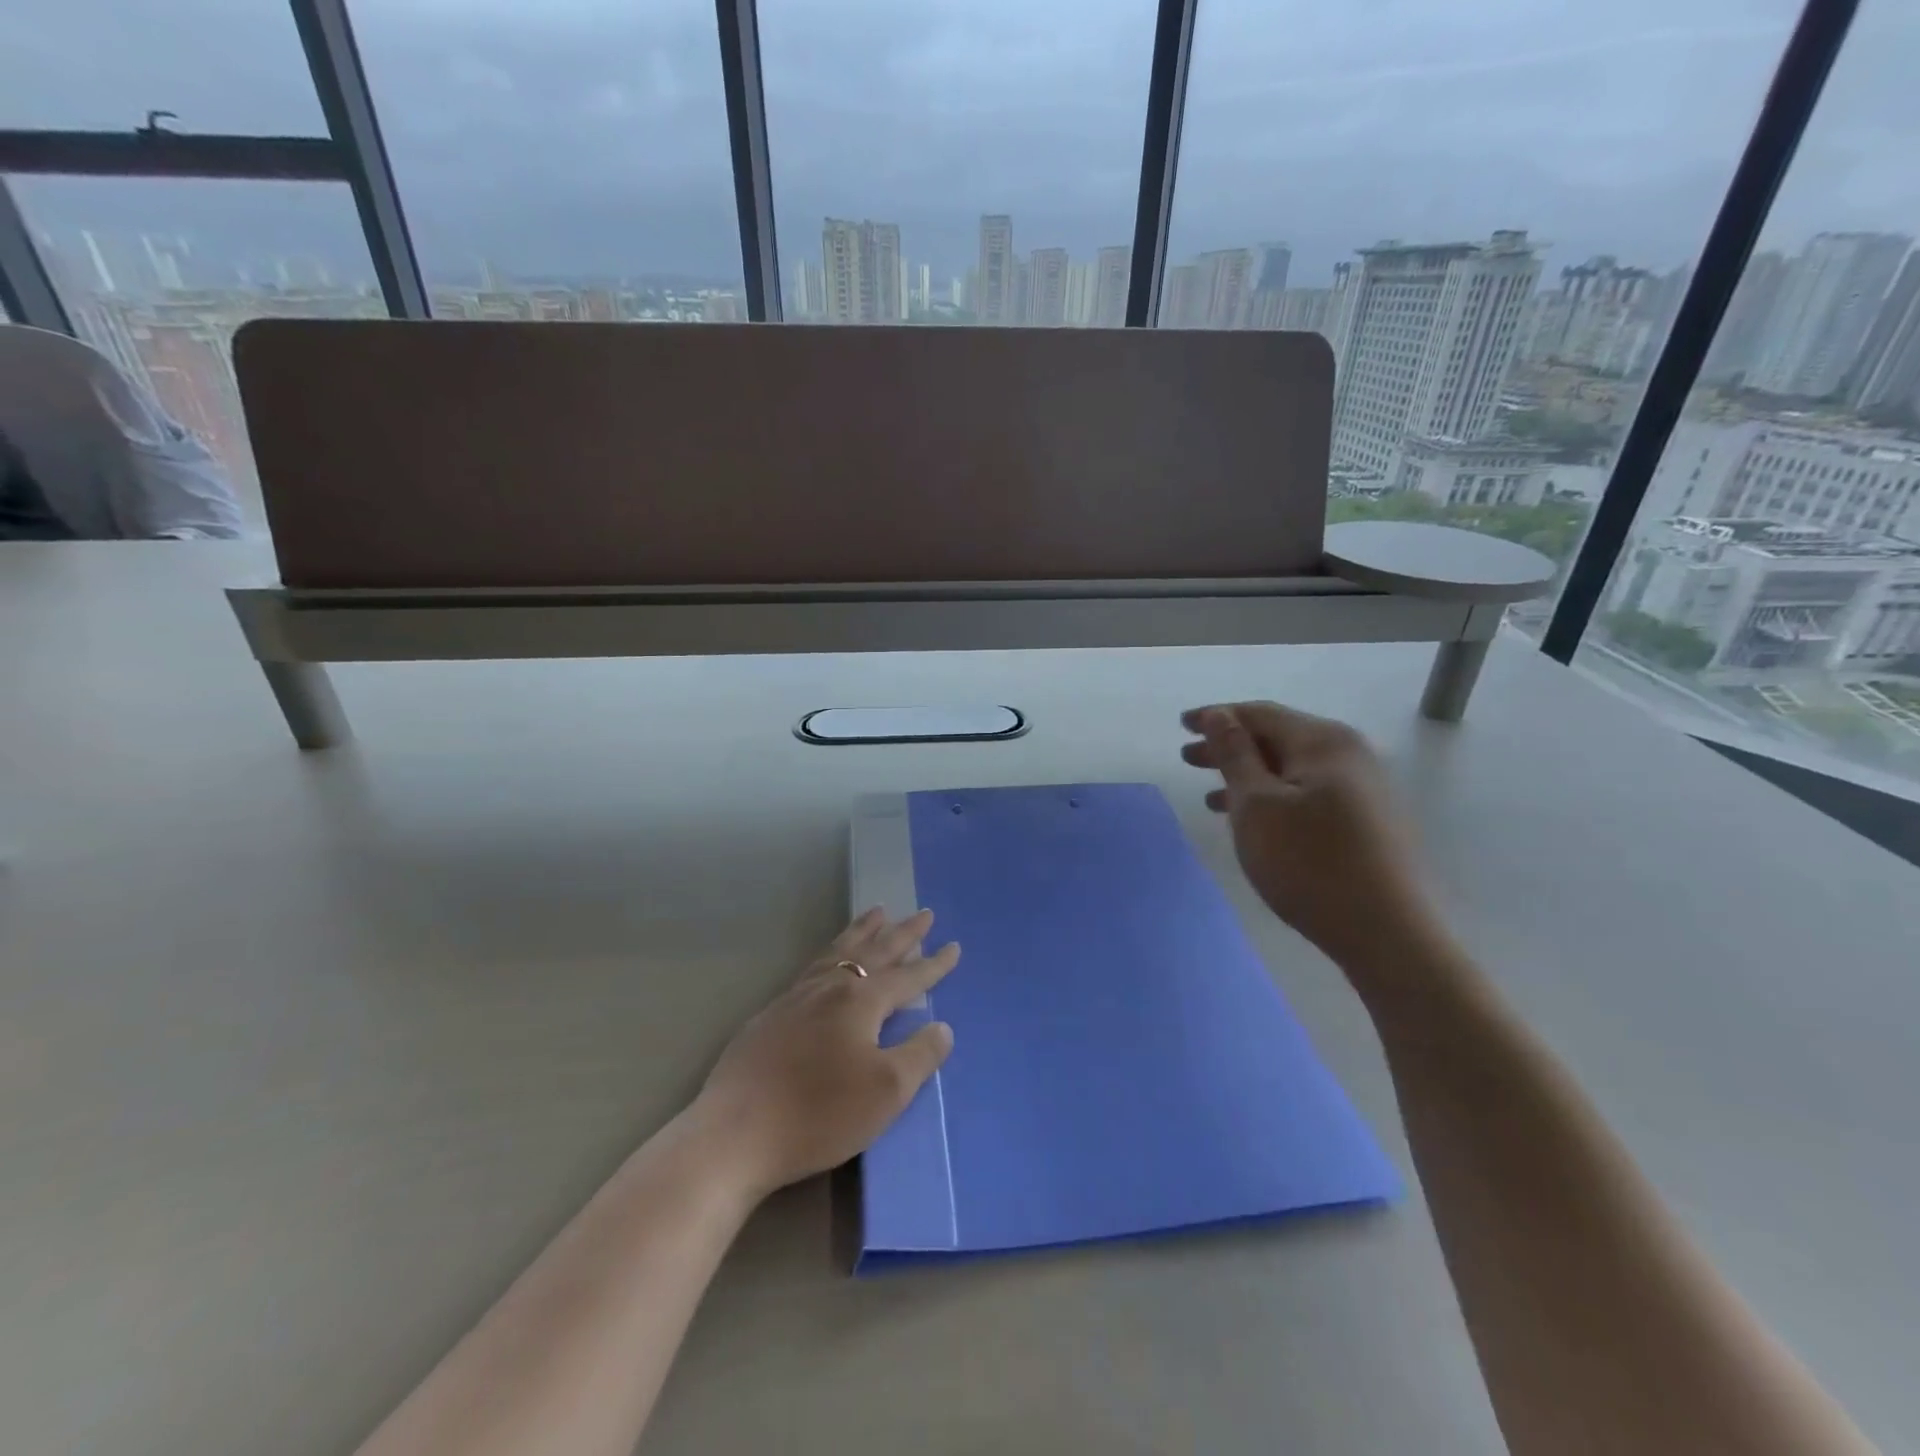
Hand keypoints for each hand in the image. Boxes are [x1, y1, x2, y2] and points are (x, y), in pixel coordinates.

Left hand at [689, 909, 958, 1201]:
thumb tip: (942, 1027)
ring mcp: (796, 997)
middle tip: (923, 914)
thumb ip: (920, 1055)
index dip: (933, 965)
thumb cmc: (819, 1113)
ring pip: (837, 951)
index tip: (954, 946)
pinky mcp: (771, 1014)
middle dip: (902, 933)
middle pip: (873, 951)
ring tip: (876, 914)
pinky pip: (812, 966)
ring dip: (862, 931)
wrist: (736, 1133)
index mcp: (860, 1001)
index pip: (907, 977)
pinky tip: (828, 961)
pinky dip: (831, 952)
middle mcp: (830, 987)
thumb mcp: (886, 1092)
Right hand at [1181, 701, 1437, 964]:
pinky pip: (1306, 794)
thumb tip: (1220, 715)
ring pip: (1290, 770)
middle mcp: (1348, 755)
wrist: (1386, 933)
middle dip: (1229, 747)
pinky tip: (1251, 821)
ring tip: (1208, 796)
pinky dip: (1272, 798)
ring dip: (1247, 777)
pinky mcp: (1365, 822)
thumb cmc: (1309, 862)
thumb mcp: (1256, 805)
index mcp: (1323, 742)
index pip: (1260, 714)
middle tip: (1187, 759)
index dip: (1217, 716)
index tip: (1182, 726)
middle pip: (1277, 739)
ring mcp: (1361, 790)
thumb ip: (1234, 755)